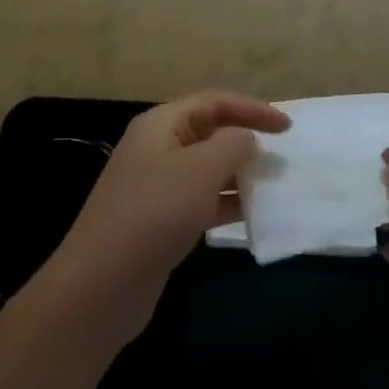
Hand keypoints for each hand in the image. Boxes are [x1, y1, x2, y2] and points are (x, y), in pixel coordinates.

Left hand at [43, 91, 288, 343]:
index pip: (214, 102)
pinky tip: (252, 216)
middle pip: (210, 132)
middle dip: (246, 141)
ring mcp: (157, 186)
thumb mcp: (200, 170)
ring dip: (240, 174)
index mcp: (161, 124)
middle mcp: (157, 148)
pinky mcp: (161, 221)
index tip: (287, 128)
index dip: (252, 109)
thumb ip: (232, 145)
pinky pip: (202, 200)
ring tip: (274, 186)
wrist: (101, 286)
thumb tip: (246, 139)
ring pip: (207, 168)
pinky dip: (227, 203)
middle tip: (282, 157)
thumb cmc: (154, 214)